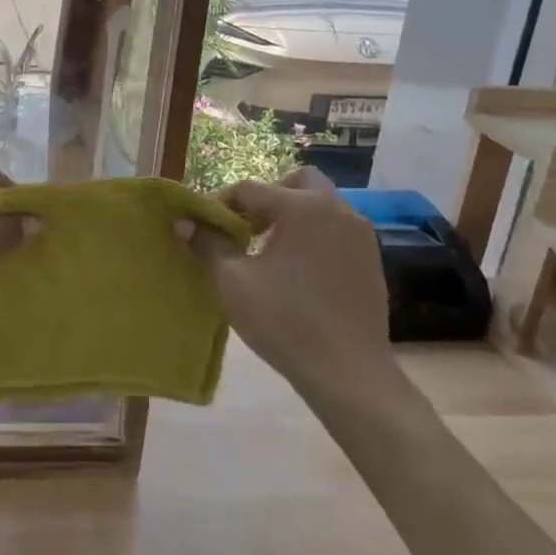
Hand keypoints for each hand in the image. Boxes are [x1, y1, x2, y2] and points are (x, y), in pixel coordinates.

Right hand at [189, 168, 391, 387]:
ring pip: (320, 205)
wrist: (348, 372)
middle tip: (247, 227)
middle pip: (297, 182)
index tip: (203, 227)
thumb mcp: (233, 281)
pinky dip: (313, 236)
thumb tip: (184, 222)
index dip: (220, 204)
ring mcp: (360, 234)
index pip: (250, 189)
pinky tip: (296, 272)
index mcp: (302, 208)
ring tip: (268, 251)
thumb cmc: (284, 321)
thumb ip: (207, 244)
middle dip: (268, 197)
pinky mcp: (371, 259)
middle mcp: (336, 209)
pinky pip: (335, 230)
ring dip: (292, 216)